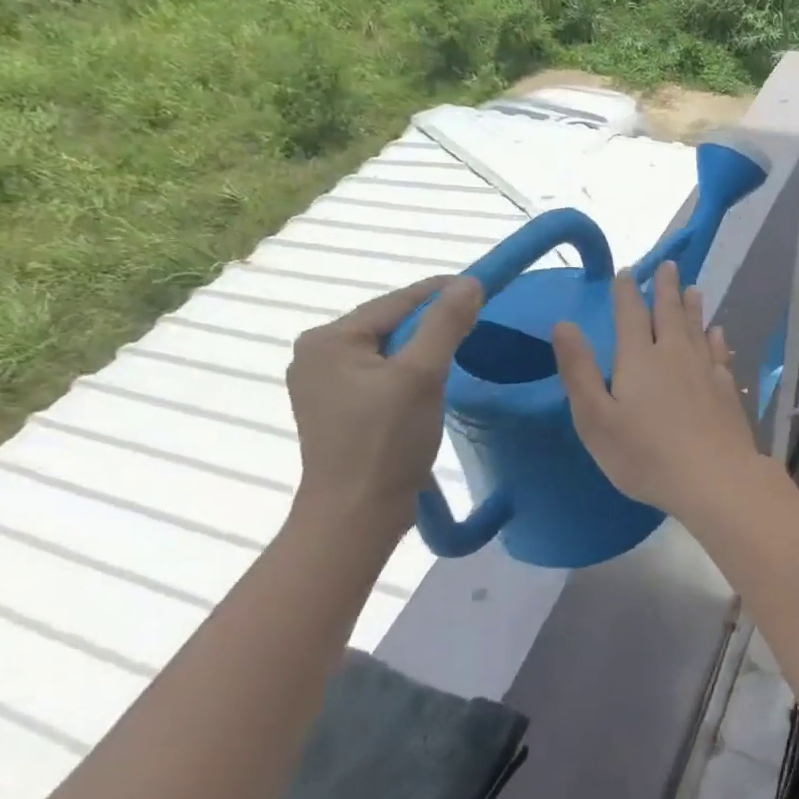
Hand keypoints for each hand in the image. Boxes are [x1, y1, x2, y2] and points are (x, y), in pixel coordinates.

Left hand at [284, 275, 482, 539]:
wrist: (356, 516)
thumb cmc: (386, 441)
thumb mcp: (423, 375)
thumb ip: (445, 324)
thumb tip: (469, 283)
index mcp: (328, 339)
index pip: (396, 301)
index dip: (442, 292)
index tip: (482, 287)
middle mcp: (316, 354)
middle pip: (390, 324)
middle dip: (432, 322)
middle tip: (477, 322)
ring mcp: (323, 385)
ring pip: (387, 351)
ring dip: (423, 349)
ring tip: (460, 350)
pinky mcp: (337, 410)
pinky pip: (380, 375)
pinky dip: (408, 372)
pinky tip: (431, 382)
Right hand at [553, 260, 762, 522]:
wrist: (713, 478)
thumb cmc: (645, 454)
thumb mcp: (595, 418)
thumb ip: (579, 370)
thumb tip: (564, 324)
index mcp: (639, 359)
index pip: (630, 315)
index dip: (626, 292)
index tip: (627, 271)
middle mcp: (674, 355)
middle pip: (669, 313)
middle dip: (665, 288)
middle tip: (669, 265)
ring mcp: (705, 371)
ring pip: (697, 329)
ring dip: (692, 307)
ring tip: (693, 288)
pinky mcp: (726, 391)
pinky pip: (720, 354)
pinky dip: (717, 340)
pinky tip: (719, 334)